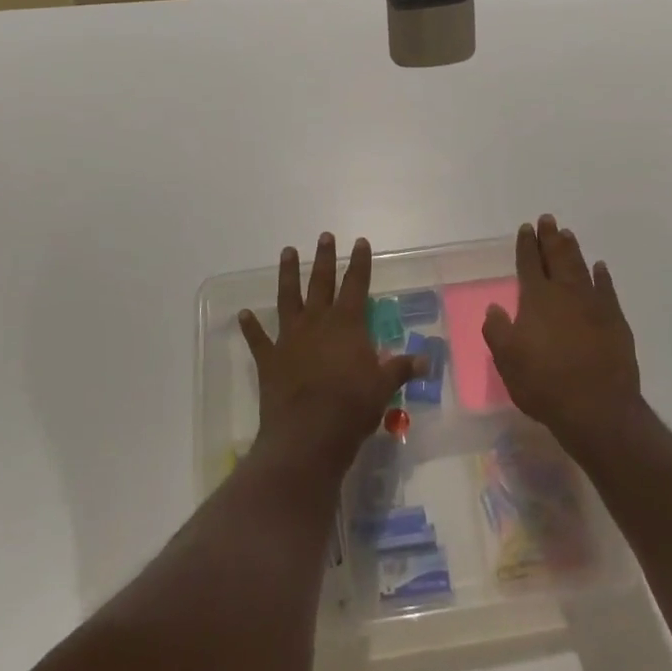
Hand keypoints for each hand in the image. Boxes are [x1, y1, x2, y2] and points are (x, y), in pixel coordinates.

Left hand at [240, 234, 422, 474]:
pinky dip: (251, 327)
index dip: (360, 263)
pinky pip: (258, 339)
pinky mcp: (270, 359)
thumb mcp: (384, 387)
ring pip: (288, 298)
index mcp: (347, 324)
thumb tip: (427, 361)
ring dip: (287, 275)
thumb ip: (401, 369)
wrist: (307, 434)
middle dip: (325, 258)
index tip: (360, 241)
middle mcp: (317, 322)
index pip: (357, 285)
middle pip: (321, 282)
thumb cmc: (352, 407)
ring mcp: (290, 338)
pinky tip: (244, 314)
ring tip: (287, 252)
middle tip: (324, 236)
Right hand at [483, 215, 643, 454]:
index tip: (526, 228)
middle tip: (548, 220)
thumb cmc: (544, 385)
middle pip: (556, 257)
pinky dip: (602, 276)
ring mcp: (594, 305)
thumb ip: (498, 331)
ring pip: (581, 267)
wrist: (597, 409)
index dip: (526, 245)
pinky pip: (607, 289)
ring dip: (573, 250)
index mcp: (536, 299)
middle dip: (550, 238)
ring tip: (567, 234)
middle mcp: (565, 293)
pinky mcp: (615, 320)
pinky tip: (600, 268)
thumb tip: (495, 307)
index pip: (529, 264)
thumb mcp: (507, 361)